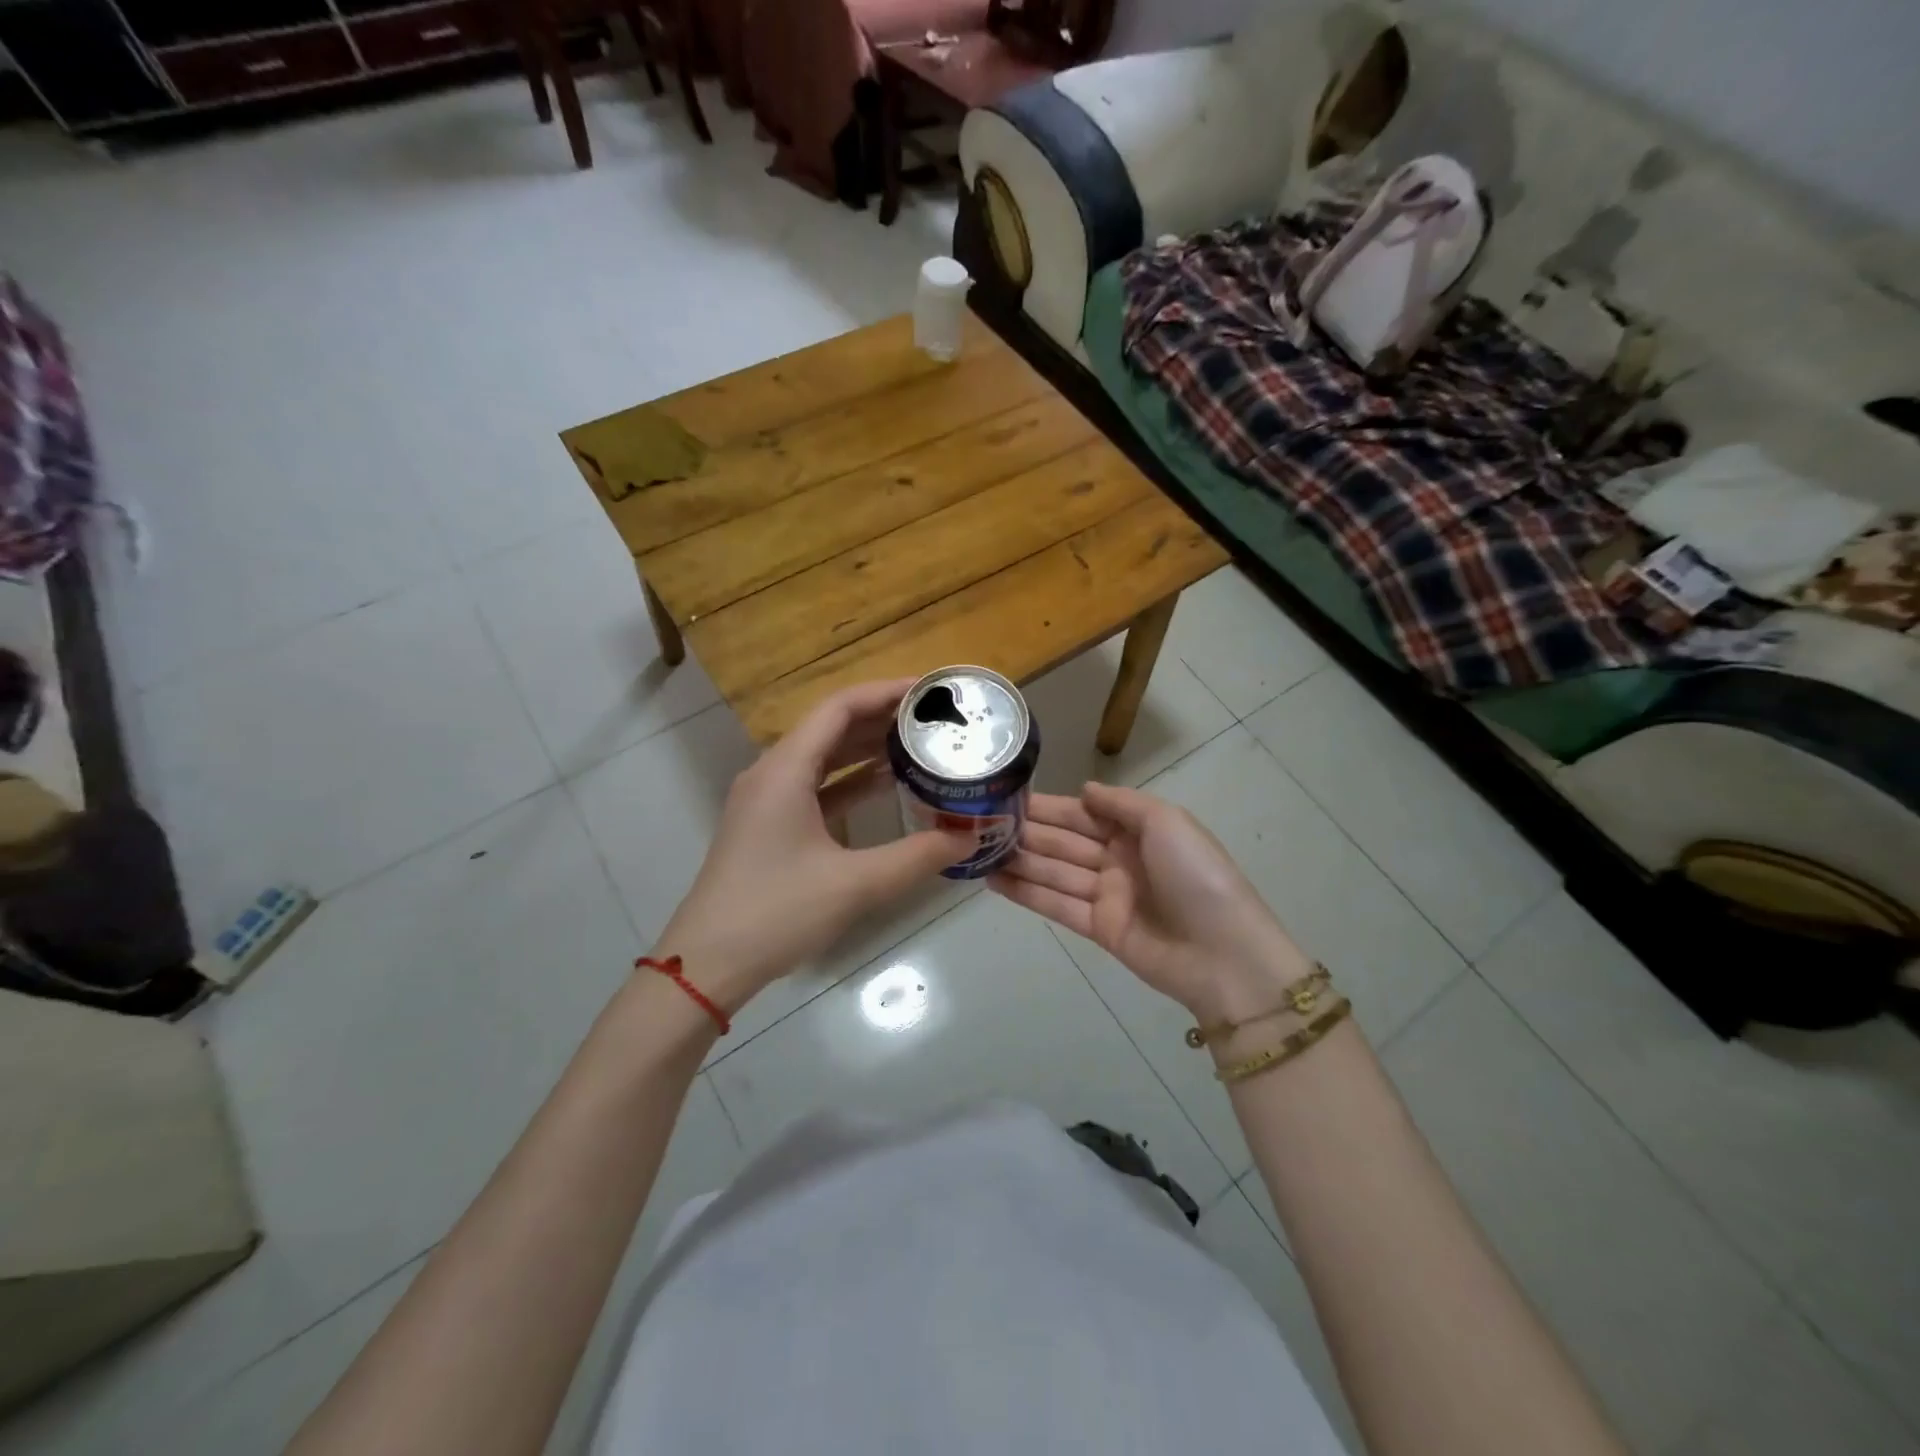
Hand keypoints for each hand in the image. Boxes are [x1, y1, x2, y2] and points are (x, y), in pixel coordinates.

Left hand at [655, 680, 971, 1010]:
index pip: (839, 708)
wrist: (708, 963)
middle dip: (882, 718)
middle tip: (934, 719)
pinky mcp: (769, 826)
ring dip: (867, 749)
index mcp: (785, 770)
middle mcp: (772, 773)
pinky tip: (886, 787)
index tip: (929, 690)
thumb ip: (916, 857)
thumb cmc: (776, 913)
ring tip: (919, 744)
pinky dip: (851, 782)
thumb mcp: (854, 884)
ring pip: (823, 758)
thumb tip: (968, 838)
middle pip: (831, 727)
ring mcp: (767, 800)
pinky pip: (816, 786)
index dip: (885, 692)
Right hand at [991, 782, 1314, 1021]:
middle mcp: (1119, 858)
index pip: (1083, 813)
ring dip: (1019, 862)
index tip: (1009, 798)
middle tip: (980, 824)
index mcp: (1138, 830)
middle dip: (1027, 832)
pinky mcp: (1099, 929)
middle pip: (1065, 841)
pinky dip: (1027, 894)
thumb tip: (1084, 789)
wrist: (1222, 953)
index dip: (1048, 806)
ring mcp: (1108, 895)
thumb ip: (1122, 803)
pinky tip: (994, 881)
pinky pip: (1057, 906)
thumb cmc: (1196, 876)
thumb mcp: (1167, 822)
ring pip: (1055, 872)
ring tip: (977, 852)